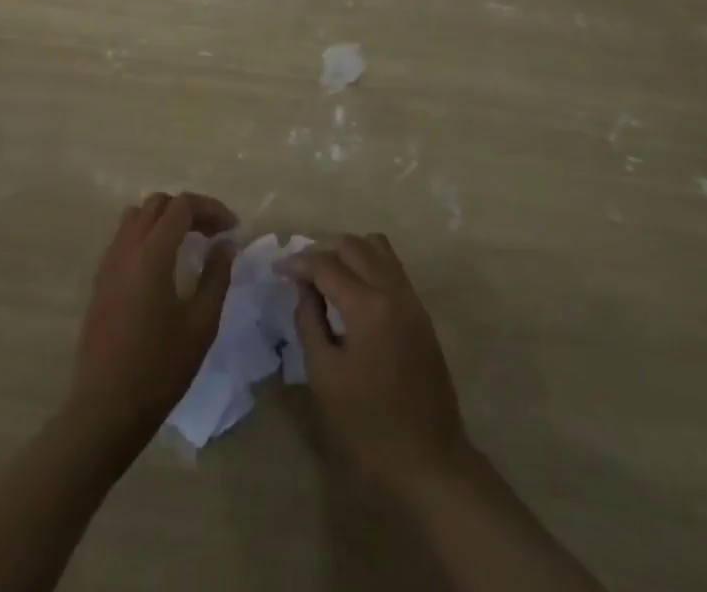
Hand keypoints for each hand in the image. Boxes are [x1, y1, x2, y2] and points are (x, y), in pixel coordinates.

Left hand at [69, 192, 236, 446]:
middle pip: (158, 204)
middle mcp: (126, 249)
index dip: (211, 208)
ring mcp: (108, 265)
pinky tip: (163, 265)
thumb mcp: (201, 325)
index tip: (232, 228)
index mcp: (152, 254)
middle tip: (213, 233)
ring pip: (136, 217)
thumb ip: (216, 277)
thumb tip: (224, 244)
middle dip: (189, 209)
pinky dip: (147, 236)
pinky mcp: (100, 283)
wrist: (105, 411)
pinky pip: (124, 239)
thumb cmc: (159, 369)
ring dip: (164, 219)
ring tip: (188, 243)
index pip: (182, 206)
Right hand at [282, 233, 471, 500]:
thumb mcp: (325, 376)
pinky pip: (392, 267)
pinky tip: (352, 289)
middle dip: (323, 250)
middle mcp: (393, 289)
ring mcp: (411, 298)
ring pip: (377, 247)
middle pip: (354, 245)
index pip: (327, 265)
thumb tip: (303, 287)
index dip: (298, 263)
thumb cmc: (368, 426)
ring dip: (349, 250)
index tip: (277, 269)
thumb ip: (309, 322)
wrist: (429, 460)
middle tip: (299, 270)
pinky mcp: (420, 312)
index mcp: (368, 305)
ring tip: (326, 273)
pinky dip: (368, 263)